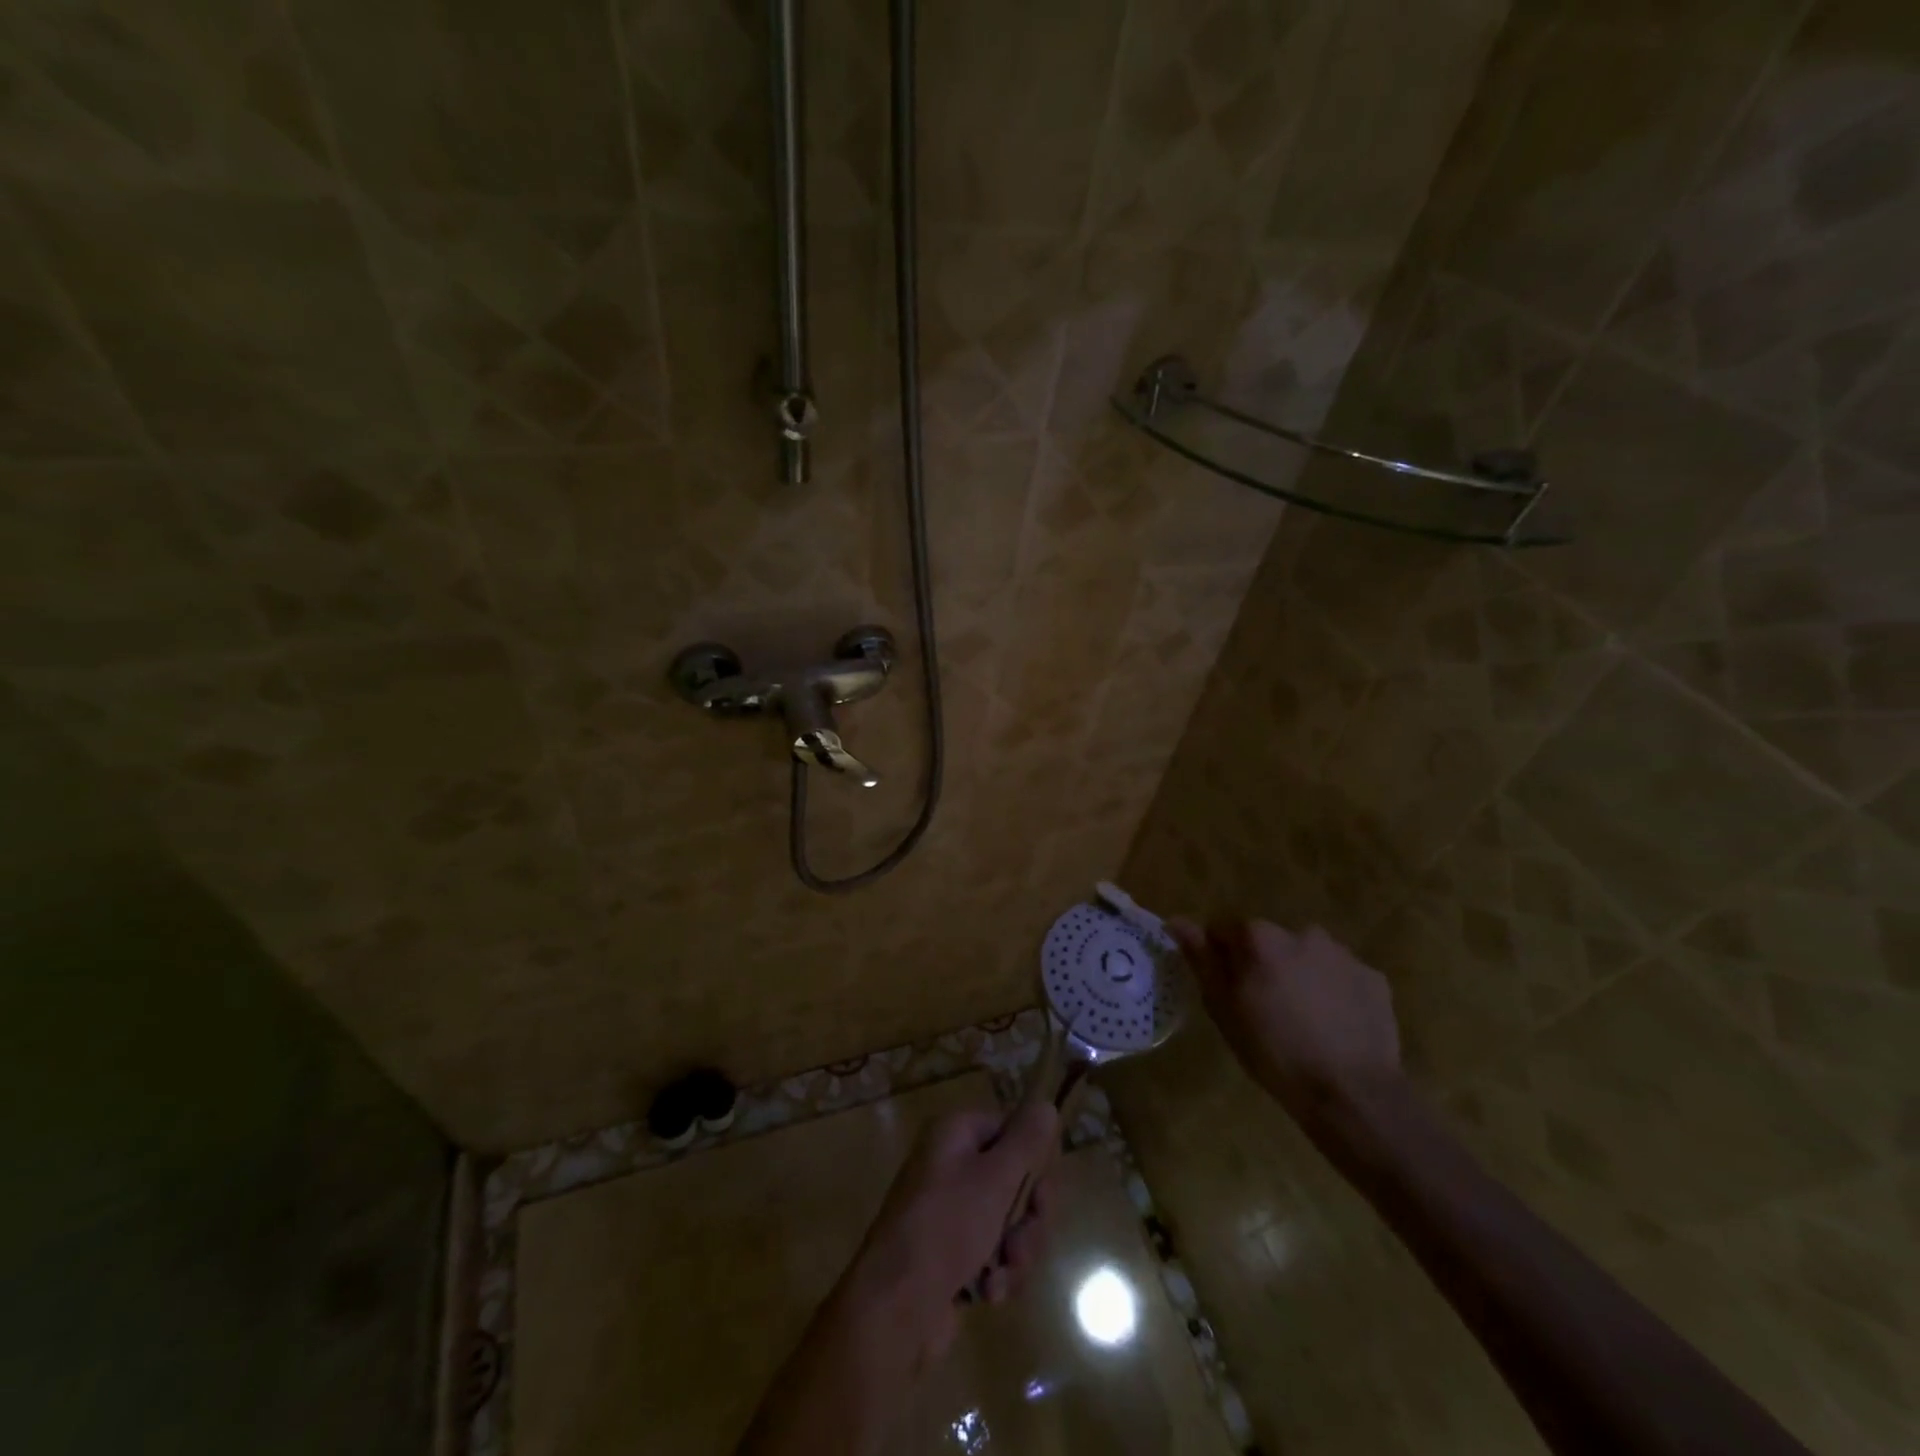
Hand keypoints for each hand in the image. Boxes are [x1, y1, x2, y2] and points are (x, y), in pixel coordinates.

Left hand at [833, 1102, 1059, 1372]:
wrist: (895, 1307)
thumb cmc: (947, 1228)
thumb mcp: (995, 1179)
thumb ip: (1026, 1142)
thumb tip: (1046, 1104)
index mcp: (954, 1134)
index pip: (1010, 1131)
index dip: (1033, 1163)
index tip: (1043, 1195)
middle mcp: (950, 1164)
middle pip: (1014, 1179)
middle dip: (1028, 1219)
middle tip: (1022, 1243)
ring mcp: (948, 1211)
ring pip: (1008, 1221)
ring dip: (1016, 1252)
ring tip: (1003, 1274)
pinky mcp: (950, 1253)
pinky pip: (992, 1252)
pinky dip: (997, 1272)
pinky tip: (988, 1293)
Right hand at [1169, 918, 1402, 1121]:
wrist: (1352, 1093)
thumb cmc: (1275, 1052)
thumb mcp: (1224, 1009)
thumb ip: (1201, 959)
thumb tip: (1177, 921)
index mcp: (1260, 937)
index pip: (1224, 931)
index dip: (1220, 959)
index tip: (1226, 991)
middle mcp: (1301, 932)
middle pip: (1268, 942)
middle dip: (1262, 965)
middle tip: (1263, 1008)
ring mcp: (1342, 954)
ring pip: (1306, 956)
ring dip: (1299, 975)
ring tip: (1302, 1019)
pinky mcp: (1373, 978)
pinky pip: (1341, 976)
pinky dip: (1333, 992)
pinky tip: (1333, 1026)